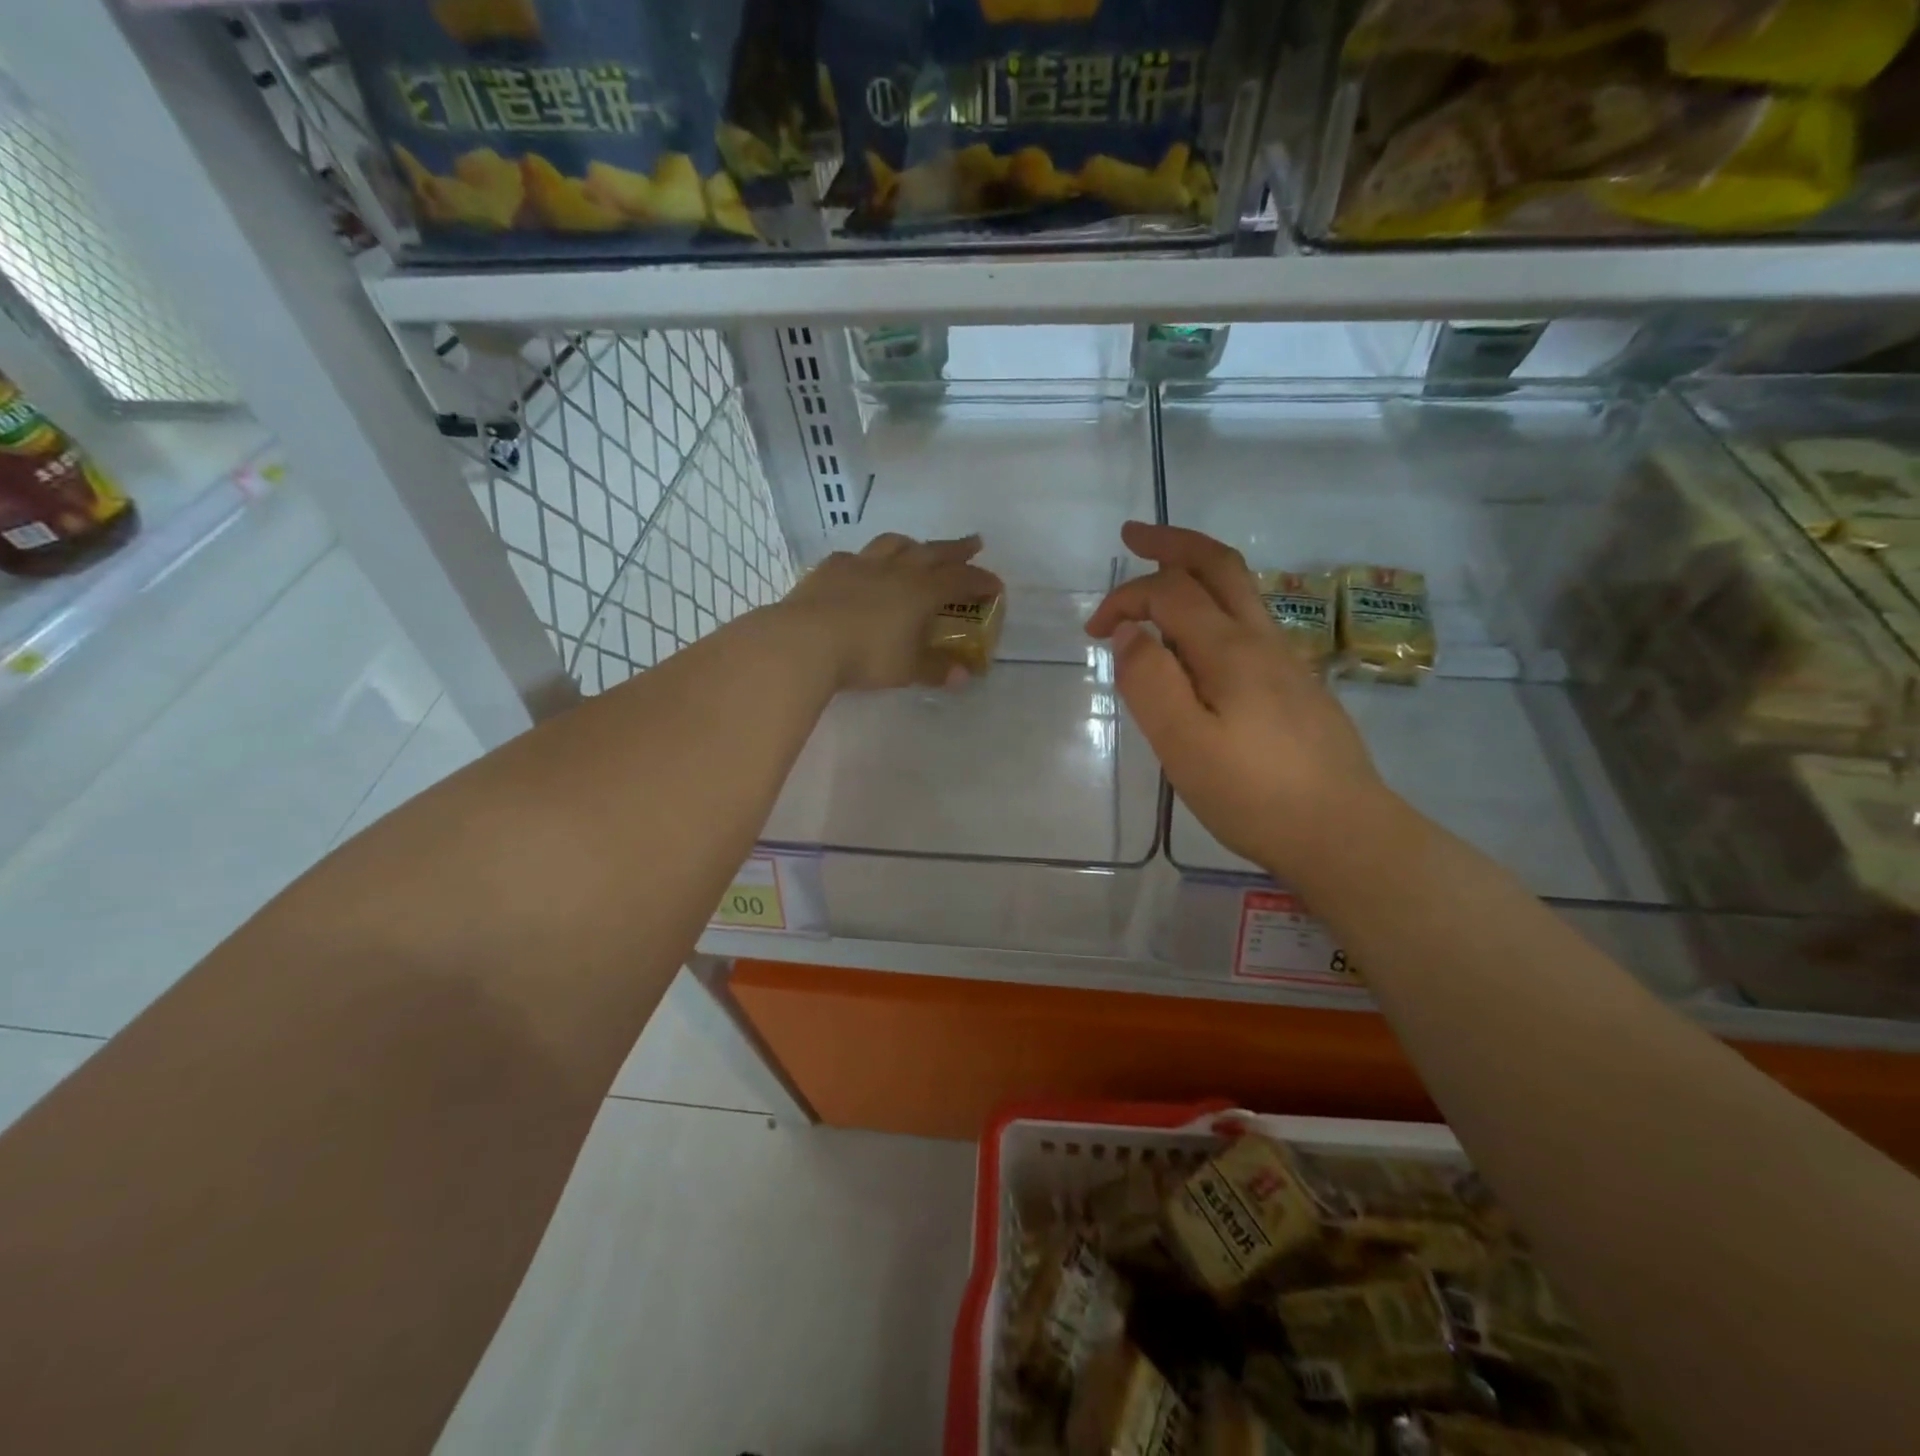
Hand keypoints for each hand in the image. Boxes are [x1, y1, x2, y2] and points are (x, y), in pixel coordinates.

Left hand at [782, 532, 1002, 691]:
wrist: (806, 640)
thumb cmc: (866, 656)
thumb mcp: (907, 669)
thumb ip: (935, 669)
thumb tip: (963, 676)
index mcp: (921, 591)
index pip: (960, 580)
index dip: (980, 581)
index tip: (995, 584)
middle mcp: (896, 570)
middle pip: (933, 552)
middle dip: (956, 549)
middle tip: (973, 544)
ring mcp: (860, 564)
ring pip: (893, 545)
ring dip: (912, 545)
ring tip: (918, 548)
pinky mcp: (830, 569)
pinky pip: (855, 556)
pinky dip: (868, 559)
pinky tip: (863, 566)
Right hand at [1087, 522, 1383, 879]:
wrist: (1343, 833)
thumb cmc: (1253, 793)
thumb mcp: (1183, 743)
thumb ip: (1150, 681)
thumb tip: (1129, 631)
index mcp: (1229, 650)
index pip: (1170, 593)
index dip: (1126, 598)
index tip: (1093, 633)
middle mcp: (1261, 642)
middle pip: (1219, 567)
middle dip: (1173, 544)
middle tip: (1134, 534)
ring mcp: (1285, 662)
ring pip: (1240, 593)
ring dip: (1197, 573)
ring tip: (1161, 580)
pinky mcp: (1295, 688)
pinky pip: (1248, 626)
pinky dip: (1213, 609)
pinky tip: (1198, 644)